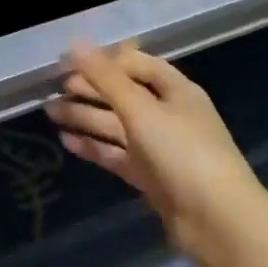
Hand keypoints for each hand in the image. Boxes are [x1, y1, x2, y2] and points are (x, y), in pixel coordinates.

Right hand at [45, 41, 267, 266]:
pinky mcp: (150, 176)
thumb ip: (105, 77)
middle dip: (89, 89)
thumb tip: (74, 44)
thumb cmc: (183, 153)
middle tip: (53, 88)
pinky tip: (67, 141)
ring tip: (50, 112)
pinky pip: (116, 154)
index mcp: (175, 90)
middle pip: (122, 94)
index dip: (102, 60)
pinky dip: (94, 146)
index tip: (67, 63)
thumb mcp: (142, 109)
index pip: (135, 63)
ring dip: (85, 117)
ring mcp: (159, 147)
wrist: (218, 221)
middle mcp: (168, 114)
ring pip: (116, 125)